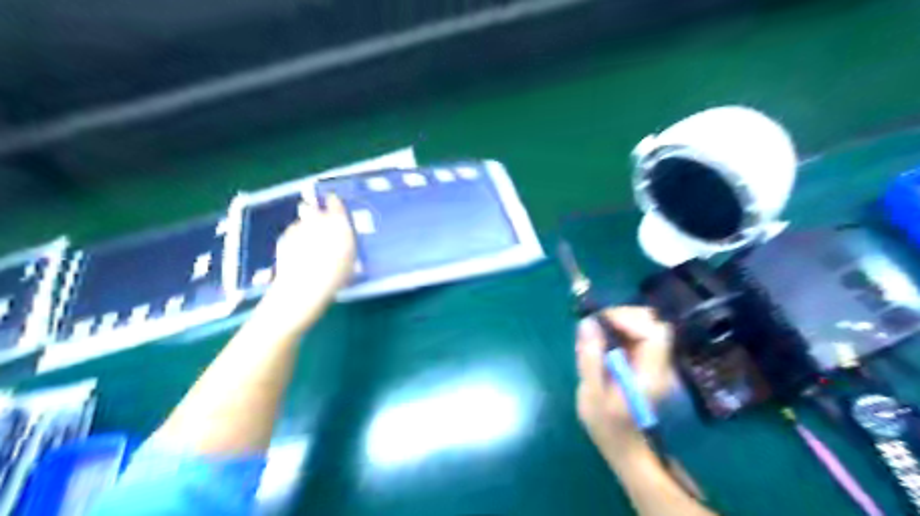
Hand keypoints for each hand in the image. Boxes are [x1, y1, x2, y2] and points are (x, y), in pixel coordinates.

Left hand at [264, 195, 356, 324]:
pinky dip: (294, 240)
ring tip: (308, 246)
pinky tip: (298, 255)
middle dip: (314, 212)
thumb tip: (342, 238)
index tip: (333, 203)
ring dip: (304, 228)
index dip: (333, 203)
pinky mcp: (283, 238)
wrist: (305, 286)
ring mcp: (297, 228)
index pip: (334, 203)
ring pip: (301, 222)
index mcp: (337, 222)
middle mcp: (316, 220)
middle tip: (318, 224)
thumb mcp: (350, 258)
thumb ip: (345, 241)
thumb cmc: (336, 274)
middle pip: (311, 207)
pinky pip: (291, 234)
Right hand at [574, 309, 674, 453]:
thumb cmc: (608, 426)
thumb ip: (590, 357)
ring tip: (596, 335)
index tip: (600, 321)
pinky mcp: (649, 365)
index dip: (628, 318)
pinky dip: (621, 333)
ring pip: (646, 327)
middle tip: (595, 325)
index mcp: (651, 373)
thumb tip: (587, 322)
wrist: (627, 450)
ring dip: (620, 323)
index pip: (654, 331)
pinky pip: (638, 337)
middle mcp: (661, 365)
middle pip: (653, 323)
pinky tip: (603, 345)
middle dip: (623, 316)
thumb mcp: (591, 394)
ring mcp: (657, 364)